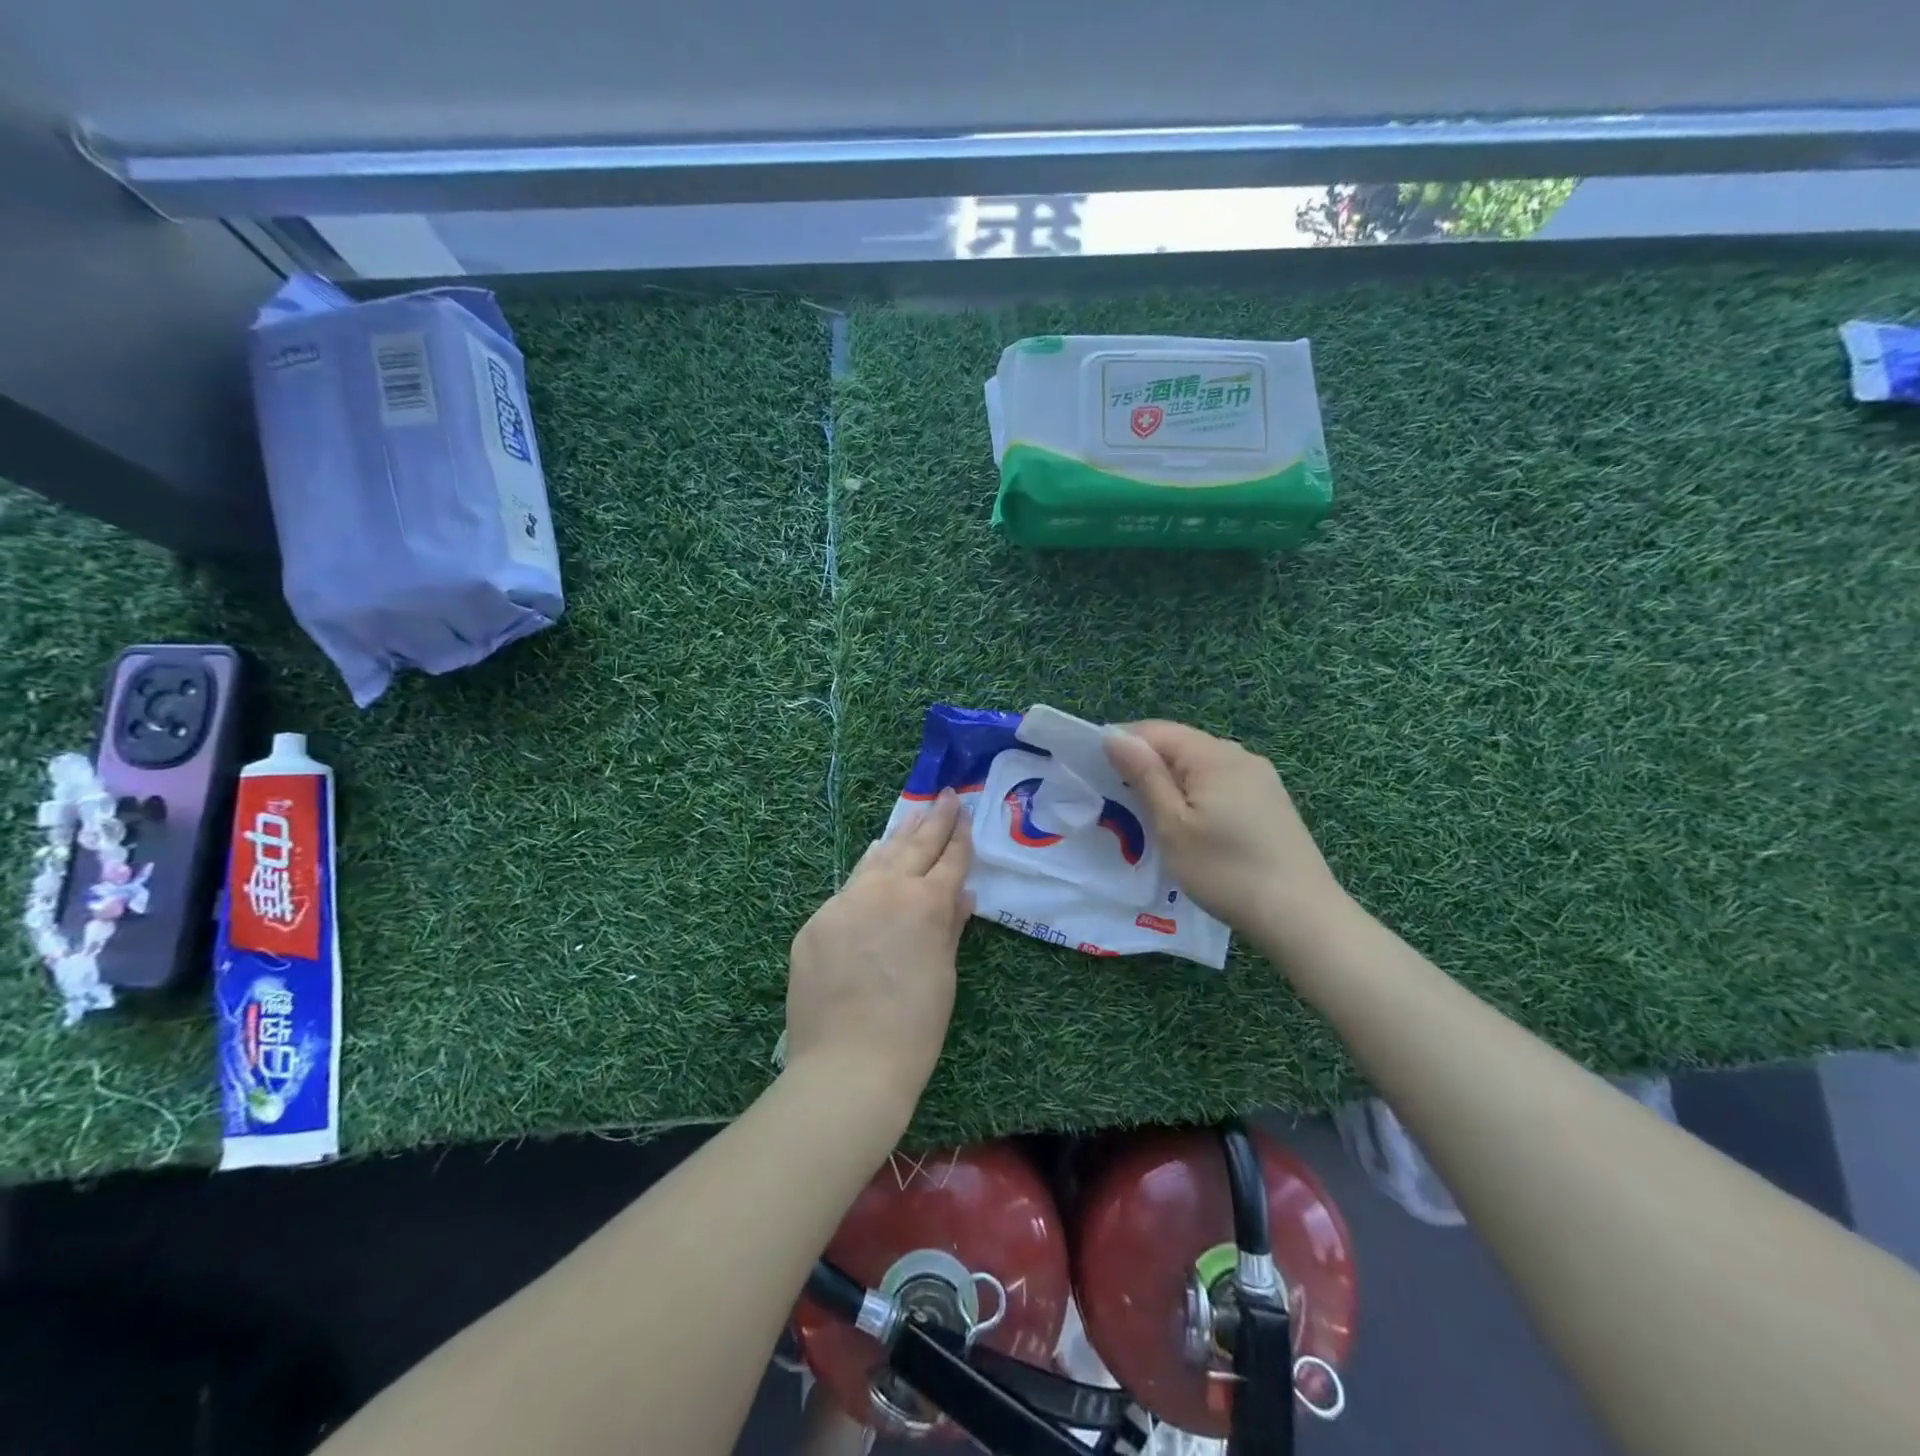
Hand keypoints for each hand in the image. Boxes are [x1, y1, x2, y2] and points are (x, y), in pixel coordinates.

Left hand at [786, 789, 972, 1111]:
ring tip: (913, 814)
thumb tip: (961, 893)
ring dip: (898, 836)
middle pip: (914, 846)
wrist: (849, 1064)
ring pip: (876, 858)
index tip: (964, 810)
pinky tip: (872, 860)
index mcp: (926, 904)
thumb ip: (950, 926)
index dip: (960, 835)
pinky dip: (865, 872)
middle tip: (945, 796)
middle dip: (933, 820)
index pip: (949, 860)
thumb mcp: (944, 974)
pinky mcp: (816, 921)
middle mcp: (886, 891)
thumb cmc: (914, 1027)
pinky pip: (847, 889)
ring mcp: (845, 902)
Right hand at [1103, 721, 1339, 933]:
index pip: (1156, 730)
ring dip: (1172, 780)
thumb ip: (1144, 775)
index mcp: (1213, 755)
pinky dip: (1197, 793)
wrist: (1300, 915)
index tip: (1096, 772)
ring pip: (1202, 765)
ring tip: (1150, 813)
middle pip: (1180, 744)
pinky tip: (1192, 824)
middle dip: (1147, 763)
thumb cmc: (1225, 871)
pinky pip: (1222, 782)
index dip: (1123, 744)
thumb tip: (1114, 735)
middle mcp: (1240, 755)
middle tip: (1119, 799)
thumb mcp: (1173, 825)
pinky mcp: (1271, 800)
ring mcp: (1261, 777)